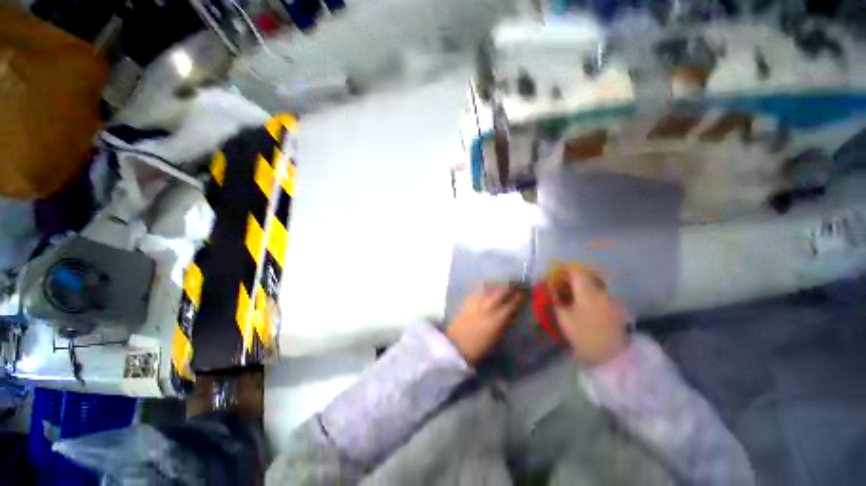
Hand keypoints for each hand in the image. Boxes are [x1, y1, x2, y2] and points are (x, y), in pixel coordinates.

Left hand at [446, 285, 522, 364]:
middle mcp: (488, 306)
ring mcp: (476, 301)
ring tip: (505, 281)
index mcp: (497, 319)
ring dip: (499, 282)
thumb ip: (505, 322)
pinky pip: (479, 288)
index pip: (512, 302)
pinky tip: (489, 285)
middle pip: (501, 290)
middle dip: (511, 284)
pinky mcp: (467, 300)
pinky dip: (486, 285)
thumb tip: (512, 311)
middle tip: (518, 282)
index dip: (520, 295)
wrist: (456, 345)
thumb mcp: (497, 337)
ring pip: (490, 286)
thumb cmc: (479, 347)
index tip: (526, 289)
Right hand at [551, 267, 630, 365]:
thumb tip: (549, 288)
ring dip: (581, 285)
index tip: (554, 275)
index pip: (575, 271)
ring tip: (571, 294)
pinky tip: (583, 303)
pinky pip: (600, 292)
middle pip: (586, 275)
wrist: (612, 356)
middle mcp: (601, 290)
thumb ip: (555, 300)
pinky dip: (590, 293)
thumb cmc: (584, 335)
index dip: (563, 270)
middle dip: (571, 277)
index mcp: (587, 291)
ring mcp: (611, 298)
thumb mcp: (564, 318)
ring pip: (594, 283)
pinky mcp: (616, 307)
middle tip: (561, 285)